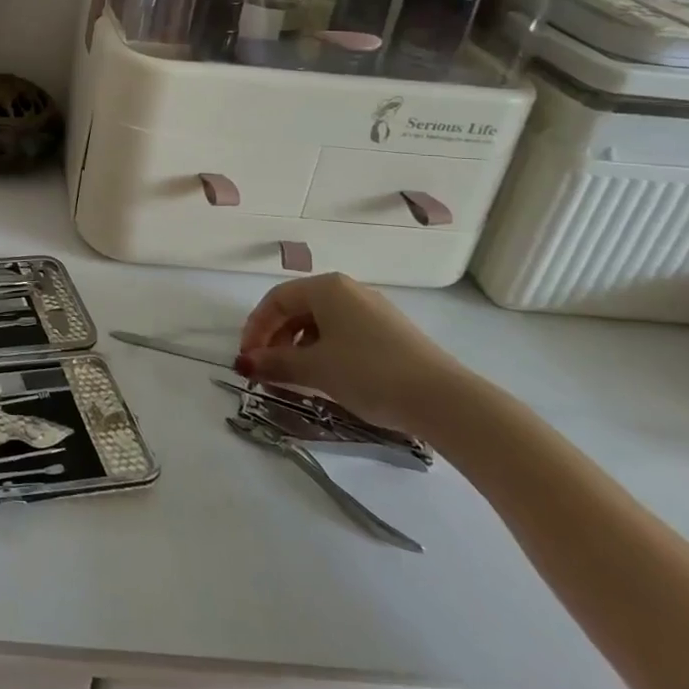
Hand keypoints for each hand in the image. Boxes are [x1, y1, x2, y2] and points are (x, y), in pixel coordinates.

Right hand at [235, 272, 469, 431]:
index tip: (248, 359)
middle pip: (298, 309)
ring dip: (300, 348)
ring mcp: (373, 311)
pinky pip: (345, 334)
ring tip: (296, 378)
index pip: (276, 300)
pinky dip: (326, 352)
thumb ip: (275, 363)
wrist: (444, 400)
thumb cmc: (369, 373)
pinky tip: (328, 378)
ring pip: (321, 324)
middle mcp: (348, 290)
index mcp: (326, 287)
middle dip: (277, 339)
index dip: (255, 329)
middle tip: (268, 370)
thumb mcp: (315, 369)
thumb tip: (244, 364)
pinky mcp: (392, 333)